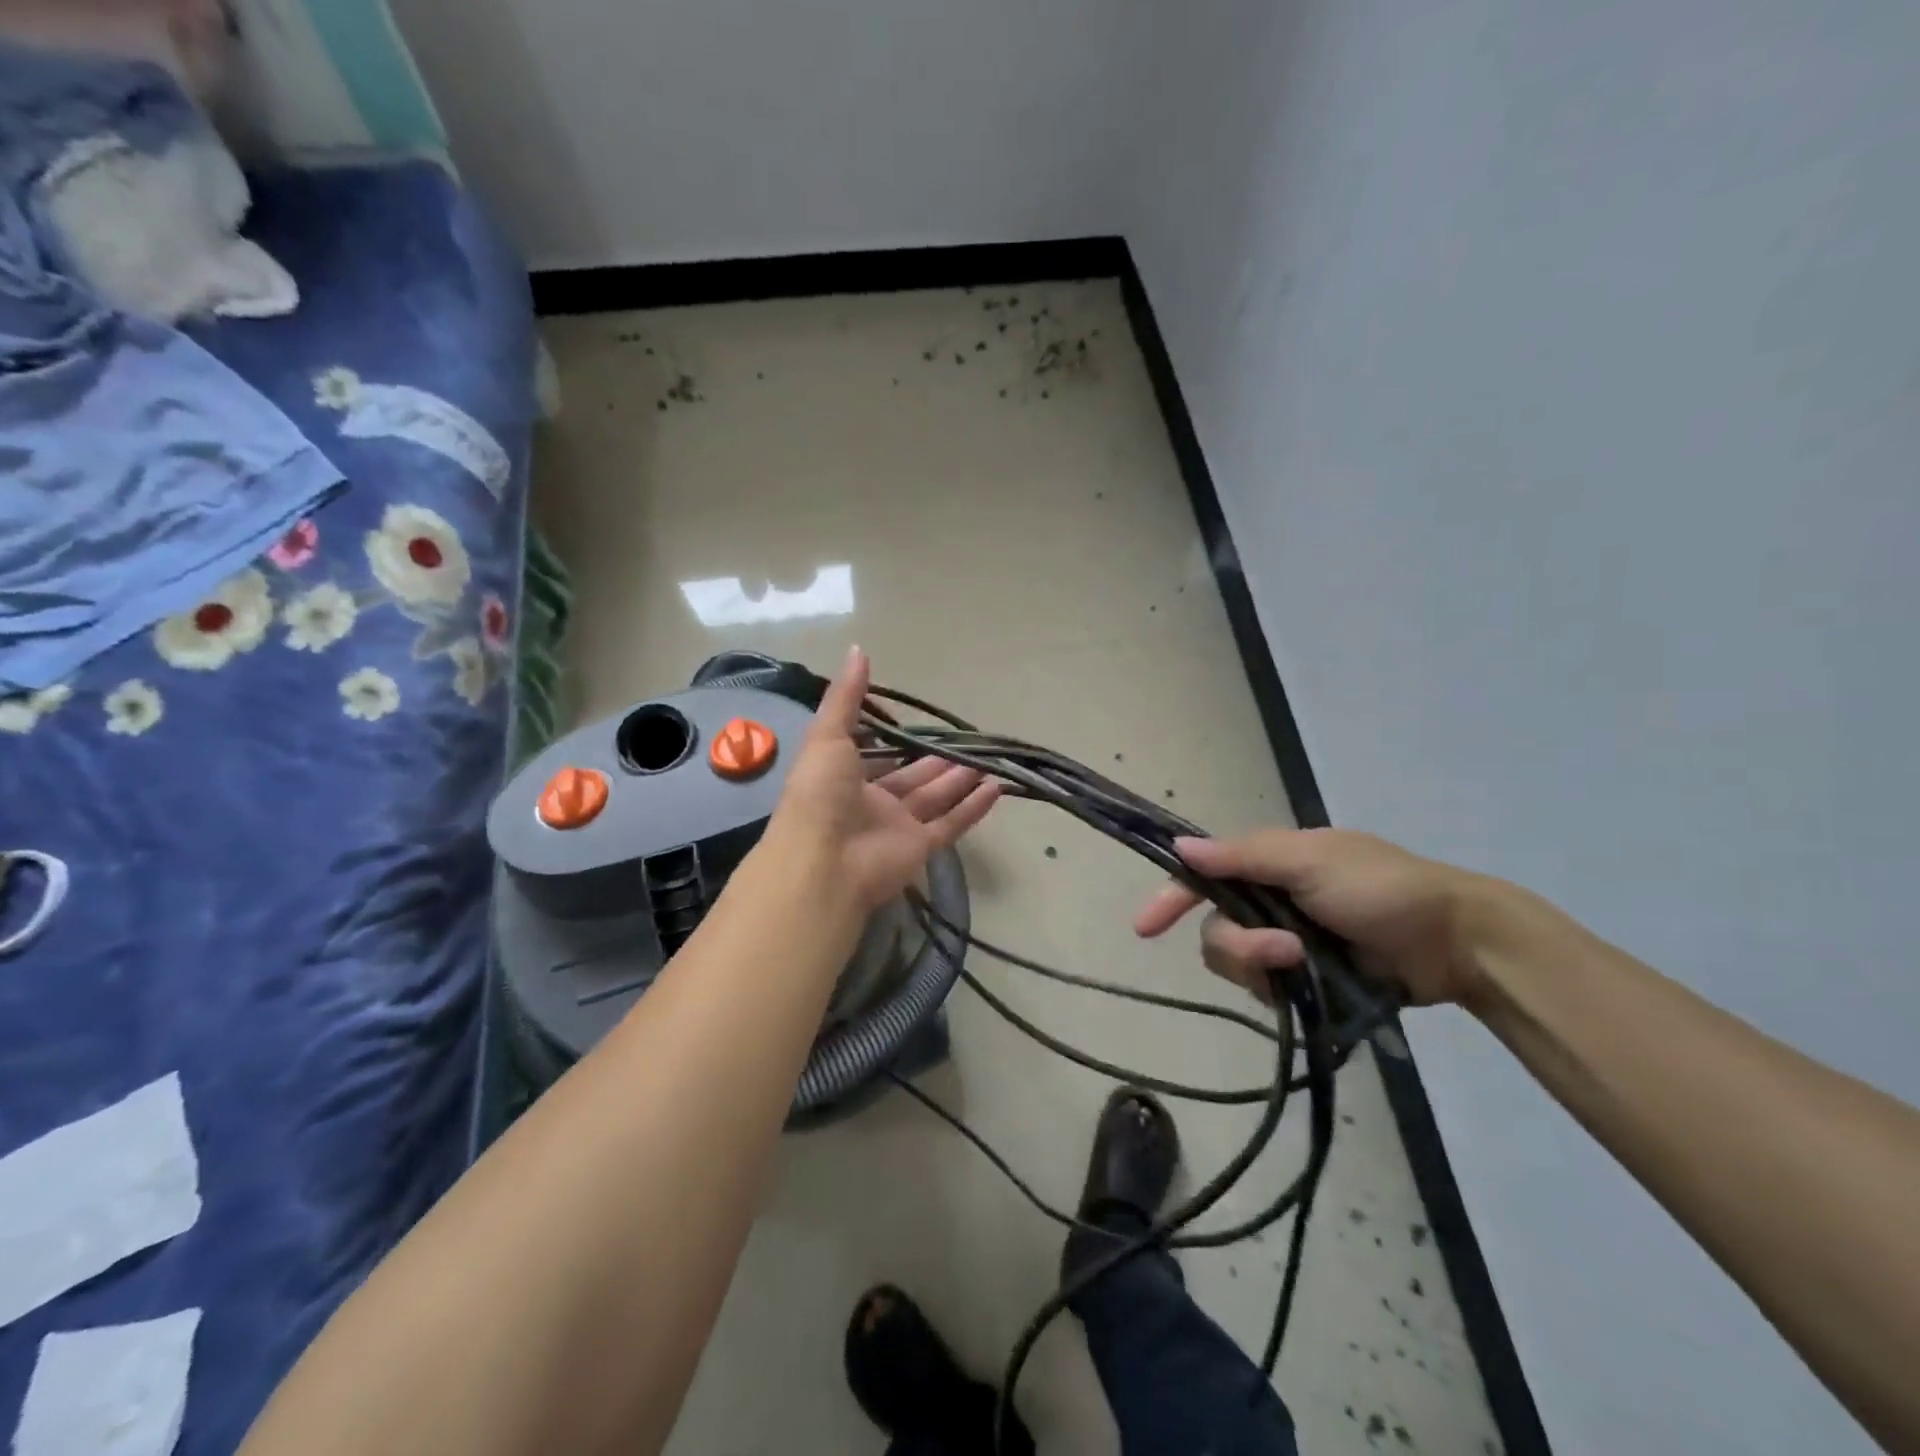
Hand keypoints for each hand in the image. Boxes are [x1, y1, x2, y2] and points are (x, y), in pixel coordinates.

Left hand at [765, 646, 1000, 914]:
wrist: (822, 861)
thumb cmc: (820, 794)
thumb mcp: (827, 736)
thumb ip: (846, 697)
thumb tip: (858, 649)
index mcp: (846, 777)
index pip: (878, 757)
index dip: (899, 742)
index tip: (923, 725)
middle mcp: (873, 803)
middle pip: (913, 779)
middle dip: (939, 762)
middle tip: (968, 742)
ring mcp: (898, 828)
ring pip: (936, 800)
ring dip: (960, 781)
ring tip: (987, 760)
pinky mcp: (920, 848)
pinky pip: (951, 825)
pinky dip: (973, 809)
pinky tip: (996, 788)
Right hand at [1133, 828, 1494, 1006]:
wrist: (1457, 944)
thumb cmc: (1383, 888)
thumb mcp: (1311, 861)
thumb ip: (1243, 856)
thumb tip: (1180, 845)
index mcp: (1268, 863)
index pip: (1203, 875)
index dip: (1171, 897)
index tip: (1145, 929)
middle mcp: (1268, 900)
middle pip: (1216, 927)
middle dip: (1239, 944)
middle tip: (1282, 952)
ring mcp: (1287, 941)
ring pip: (1236, 961)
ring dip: (1261, 966)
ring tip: (1304, 965)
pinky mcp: (1305, 978)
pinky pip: (1265, 988)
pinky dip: (1277, 988)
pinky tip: (1308, 985)